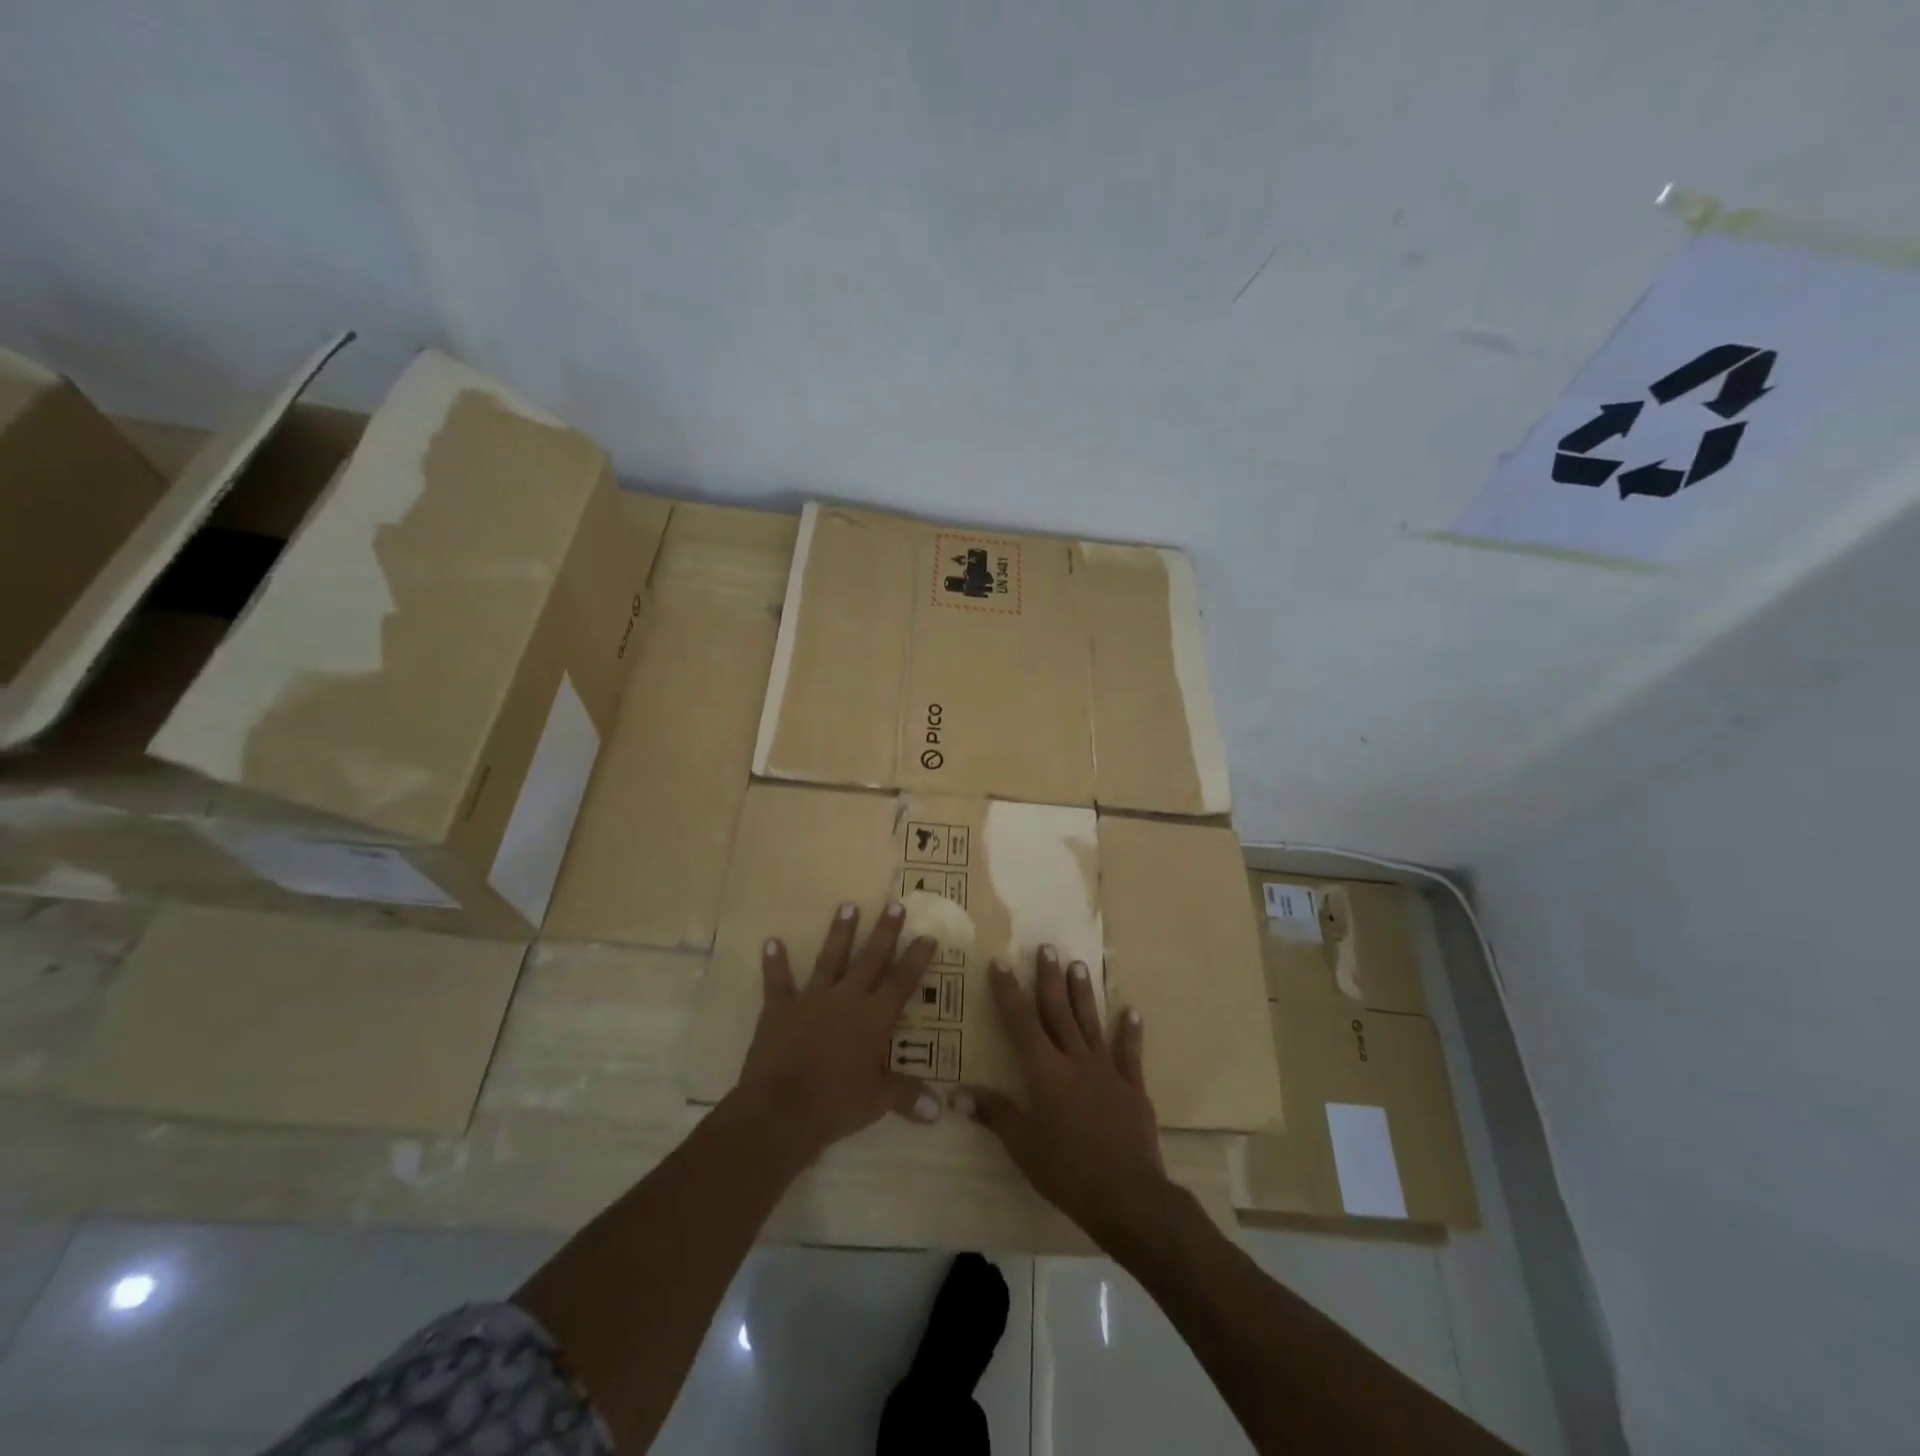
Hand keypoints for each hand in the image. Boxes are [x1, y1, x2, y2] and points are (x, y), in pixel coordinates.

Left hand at [730, 900, 942, 1166]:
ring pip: (830, 958)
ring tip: (847, 905)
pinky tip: (771, 941)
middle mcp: (847, 999)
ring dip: (839, 932)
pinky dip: (775, 962)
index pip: (902, 981)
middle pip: (871, 959)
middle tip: (895, 904)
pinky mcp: (780, 1008)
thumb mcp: (878, 1102)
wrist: (782, 1109)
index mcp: (874, 1018)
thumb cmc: (837, 1104)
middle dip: (884, 931)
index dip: (916, 958)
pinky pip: (778, 981)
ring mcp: (812, 999)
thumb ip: (907, 1096)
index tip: (927, 935)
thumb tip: (939, 1110)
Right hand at [954, 947, 1173, 1250]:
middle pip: (1059, 1013)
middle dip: (1049, 979)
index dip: (1008, 992)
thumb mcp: (1023, 1146)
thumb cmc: (1068, 1172)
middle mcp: (1076, 1061)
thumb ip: (994, 1114)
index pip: (1021, 1023)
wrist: (1129, 1196)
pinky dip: (1131, 1031)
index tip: (1000, 962)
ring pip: (1092, 1023)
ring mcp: (1107, 1071)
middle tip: (1047, 947)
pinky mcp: (1133, 1087)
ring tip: (1079, 964)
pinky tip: (1132, 1010)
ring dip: (1083, 994)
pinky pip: (1130, 1053)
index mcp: (1046, 1072)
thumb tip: (956, 1093)